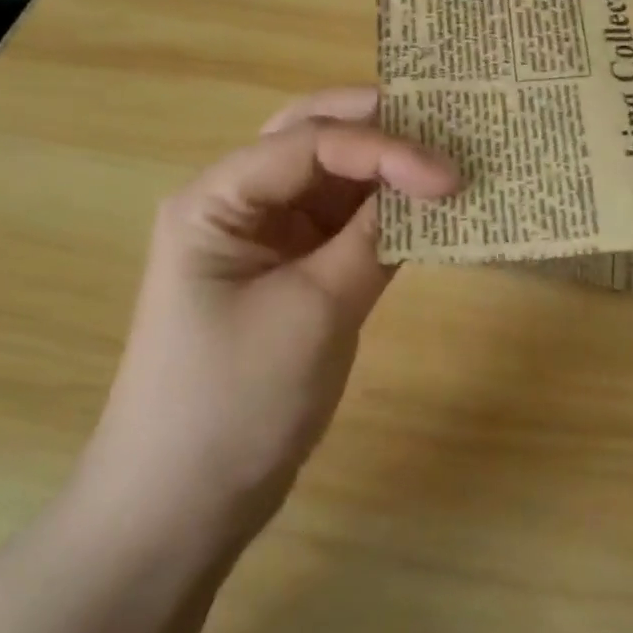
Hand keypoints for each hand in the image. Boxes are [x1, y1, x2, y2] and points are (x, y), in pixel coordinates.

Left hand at [73, 88, 456, 558]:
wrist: (181, 508)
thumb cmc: (233, 404)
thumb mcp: (313, 313)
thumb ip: (373, 240)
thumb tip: (432, 185)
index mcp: (218, 198)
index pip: (310, 142)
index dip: (385, 148)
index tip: (450, 175)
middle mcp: (240, 201)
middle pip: (314, 135)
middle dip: (380, 125)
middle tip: (448, 123)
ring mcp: (268, 235)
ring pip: (334, 174)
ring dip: (388, 165)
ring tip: (450, 156)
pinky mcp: (294, 269)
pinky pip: (345, 221)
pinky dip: (386, 211)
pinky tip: (430, 211)